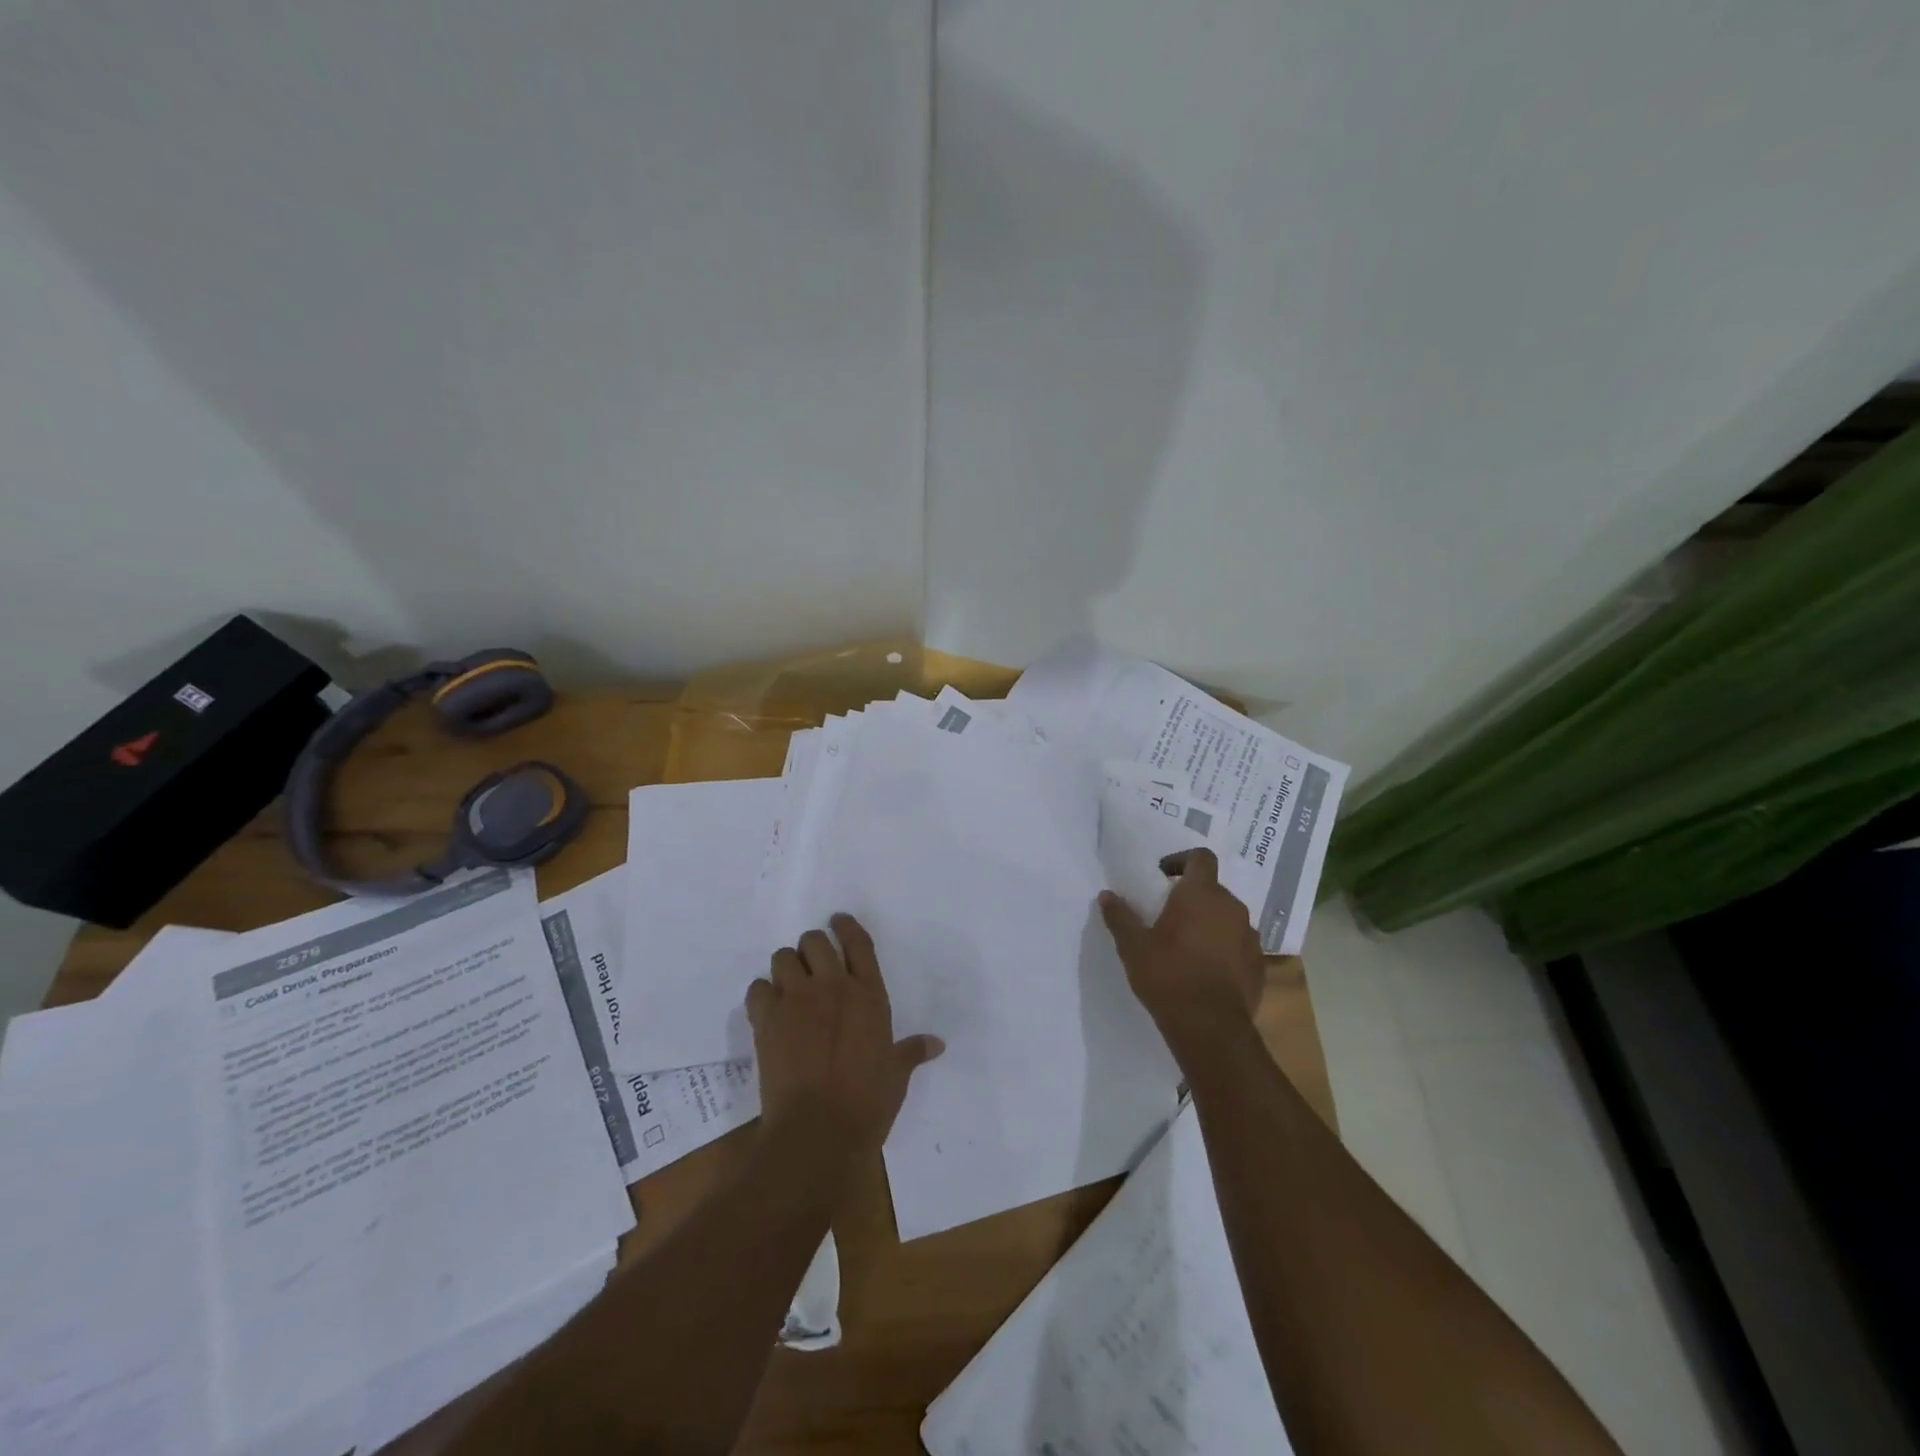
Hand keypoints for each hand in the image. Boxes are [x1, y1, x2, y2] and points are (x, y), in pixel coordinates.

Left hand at [746, 914, 943, 1153]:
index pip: (857, 943)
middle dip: (811, 948)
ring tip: (789, 986)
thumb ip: (912, 1051)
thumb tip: (937, 1044)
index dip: (846, 926)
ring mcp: (797, 999)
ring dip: (786, 968)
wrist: (818, 1131)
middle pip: (814, 941)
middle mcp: (832, 986)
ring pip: (782, 957)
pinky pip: (757, 988)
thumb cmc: (867, 1102)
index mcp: (869, 994)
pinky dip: (762, 994)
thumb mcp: (896, 1074)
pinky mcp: (767, 1018)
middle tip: (812, 966)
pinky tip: (768, 1010)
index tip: (838, 920)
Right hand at [1098, 848, 1264, 1060]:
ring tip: (1188, 944)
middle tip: (1169, 915)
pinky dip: (1225, 948)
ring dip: (1210, 922)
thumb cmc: (1168, 976)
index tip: (1164, 876)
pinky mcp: (1259, 964)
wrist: (1211, 1028)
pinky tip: (1206, 969)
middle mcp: (1232, 908)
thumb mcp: (1133, 947)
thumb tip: (1106, 895)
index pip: (1201, 857)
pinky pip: (1239, 945)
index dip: (1182, 860)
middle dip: (1193, 896)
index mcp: (1201, 894)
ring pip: (1228, 917)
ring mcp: (1250, 937)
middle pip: (1214, 888)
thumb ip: (1120, 917)